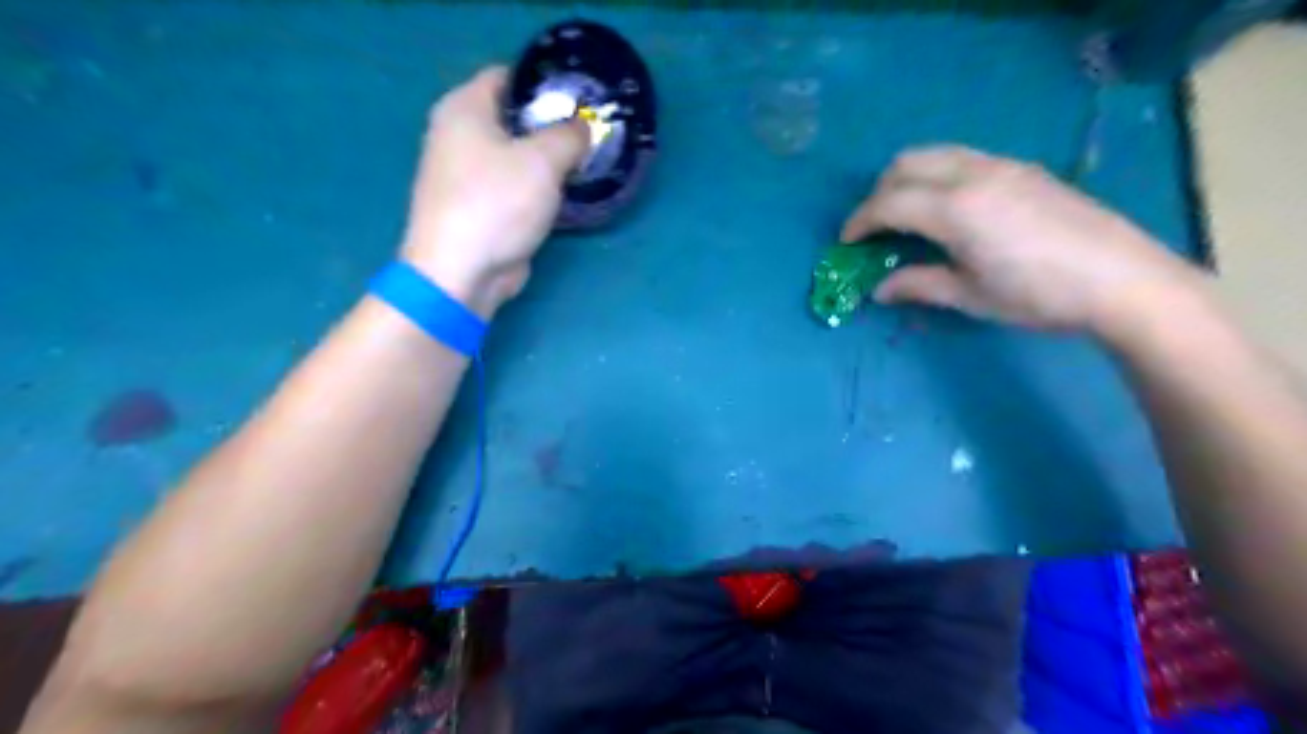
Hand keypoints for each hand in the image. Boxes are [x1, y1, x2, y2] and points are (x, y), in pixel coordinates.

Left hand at [395, 65, 583, 317]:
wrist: (460, 272)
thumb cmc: (497, 204)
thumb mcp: (543, 161)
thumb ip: (569, 136)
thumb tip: (582, 128)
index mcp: (464, 108)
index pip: (507, 76)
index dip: (544, 83)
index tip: (581, 99)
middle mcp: (458, 135)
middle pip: (513, 118)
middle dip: (552, 125)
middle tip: (590, 134)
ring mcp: (466, 175)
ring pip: (516, 155)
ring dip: (547, 160)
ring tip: (585, 161)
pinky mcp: (478, 208)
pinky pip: (513, 186)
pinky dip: (537, 187)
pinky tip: (565, 193)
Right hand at [843, 145, 1197, 332]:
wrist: (1121, 279)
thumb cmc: (1037, 295)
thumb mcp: (969, 296)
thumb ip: (918, 285)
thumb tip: (878, 290)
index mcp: (955, 209)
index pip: (889, 203)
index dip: (860, 222)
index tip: (845, 242)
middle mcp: (972, 175)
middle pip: (906, 164)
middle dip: (878, 193)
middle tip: (871, 227)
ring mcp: (1001, 166)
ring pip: (934, 154)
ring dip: (906, 178)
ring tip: (903, 212)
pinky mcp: (1022, 168)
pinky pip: (962, 157)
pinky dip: (936, 174)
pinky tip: (946, 206)